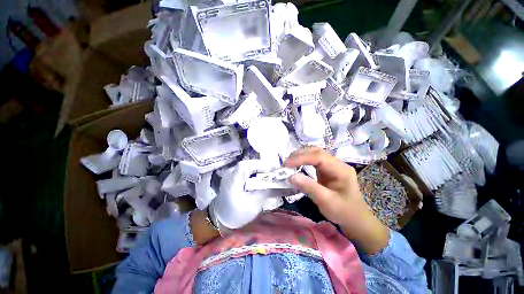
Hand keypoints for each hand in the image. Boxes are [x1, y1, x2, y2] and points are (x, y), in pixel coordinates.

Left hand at [212, 160, 272, 228]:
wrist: (221, 219)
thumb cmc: (237, 214)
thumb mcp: (253, 206)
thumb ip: (264, 193)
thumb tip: (275, 183)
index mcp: (232, 182)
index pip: (243, 166)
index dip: (258, 164)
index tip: (271, 168)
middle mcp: (230, 175)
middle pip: (247, 164)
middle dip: (261, 166)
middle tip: (273, 170)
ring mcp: (230, 174)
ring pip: (246, 166)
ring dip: (258, 168)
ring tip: (269, 172)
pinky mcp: (232, 176)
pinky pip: (245, 170)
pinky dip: (254, 171)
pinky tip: (260, 176)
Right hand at [284, 147, 388, 253]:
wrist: (356, 219)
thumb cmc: (344, 212)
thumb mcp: (326, 202)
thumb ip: (309, 188)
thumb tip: (291, 176)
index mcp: (341, 170)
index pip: (319, 157)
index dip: (301, 158)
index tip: (287, 164)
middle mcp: (338, 163)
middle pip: (317, 151)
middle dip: (300, 154)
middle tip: (286, 163)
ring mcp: (333, 165)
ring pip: (315, 153)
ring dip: (301, 155)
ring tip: (289, 162)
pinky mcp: (328, 169)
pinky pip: (314, 159)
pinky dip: (304, 159)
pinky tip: (297, 164)